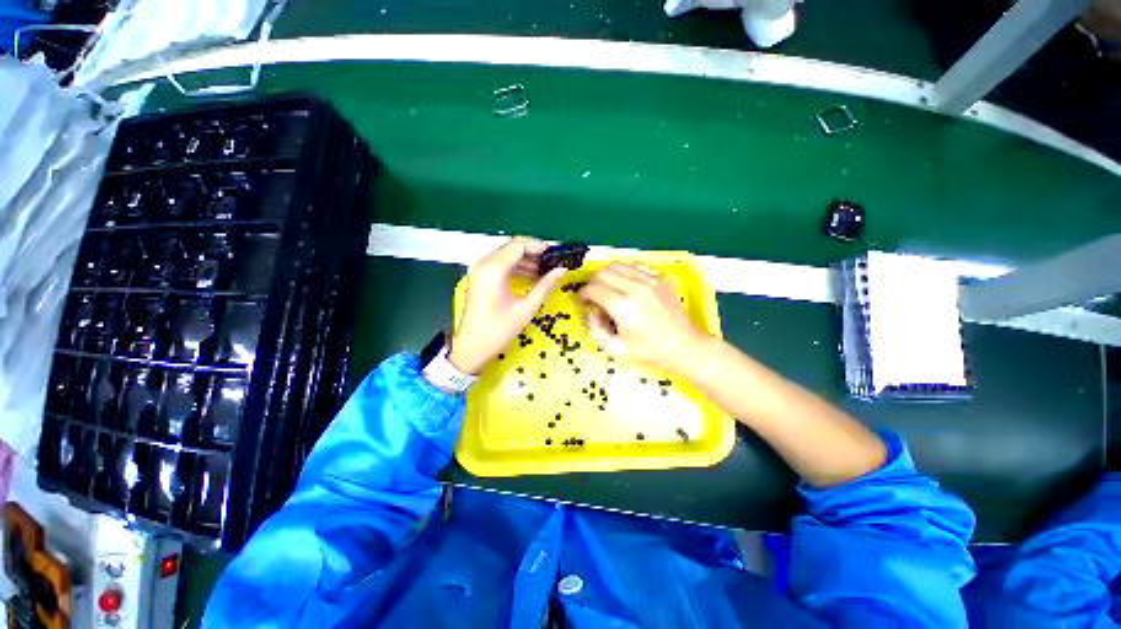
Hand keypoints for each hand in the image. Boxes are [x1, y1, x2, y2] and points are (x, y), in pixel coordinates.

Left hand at [449, 237, 567, 373]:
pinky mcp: (480, 276)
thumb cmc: (498, 330)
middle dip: (534, 253)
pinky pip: (501, 264)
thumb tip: (562, 270)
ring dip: (527, 260)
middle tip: (553, 263)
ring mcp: (480, 269)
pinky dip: (517, 267)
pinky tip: (532, 277)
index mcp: (494, 269)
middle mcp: (484, 263)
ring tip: (546, 271)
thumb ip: (545, 286)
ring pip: (508, 254)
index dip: (539, 246)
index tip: (556, 255)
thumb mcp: (526, 309)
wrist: (471, 347)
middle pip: (513, 247)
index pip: (519, 245)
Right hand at [578, 263, 707, 372]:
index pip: (593, 289)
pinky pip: (637, 266)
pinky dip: (627, 272)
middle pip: (603, 273)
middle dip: (593, 283)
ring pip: (619, 266)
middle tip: (595, 296)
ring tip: (610, 288)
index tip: (582, 301)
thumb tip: (590, 313)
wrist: (684, 347)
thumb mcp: (616, 349)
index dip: (582, 294)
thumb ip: (596, 330)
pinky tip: (628, 284)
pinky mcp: (661, 279)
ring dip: (608, 275)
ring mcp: (650, 281)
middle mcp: (634, 288)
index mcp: (621, 306)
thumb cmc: (649, 351)